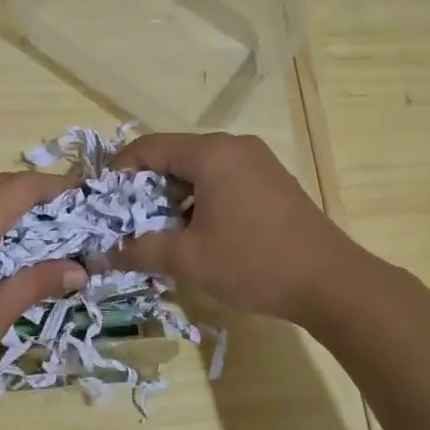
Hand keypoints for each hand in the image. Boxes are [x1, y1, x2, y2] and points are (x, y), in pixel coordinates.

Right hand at [108, 132, 351, 321]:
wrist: (331, 282)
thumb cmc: (254, 262)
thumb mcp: (189, 259)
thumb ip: (139, 250)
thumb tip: (98, 256)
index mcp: (211, 153)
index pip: (149, 147)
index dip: (119, 172)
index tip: (101, 203)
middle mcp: (234, 147)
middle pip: (174, 156)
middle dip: (145, 188)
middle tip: (126, 222)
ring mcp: (258, 162)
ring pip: (199, 170)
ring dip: (173, 197)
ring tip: (158, 232)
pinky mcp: (271, 182)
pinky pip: (222, 180)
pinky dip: (200, 199)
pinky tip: (196, 233)